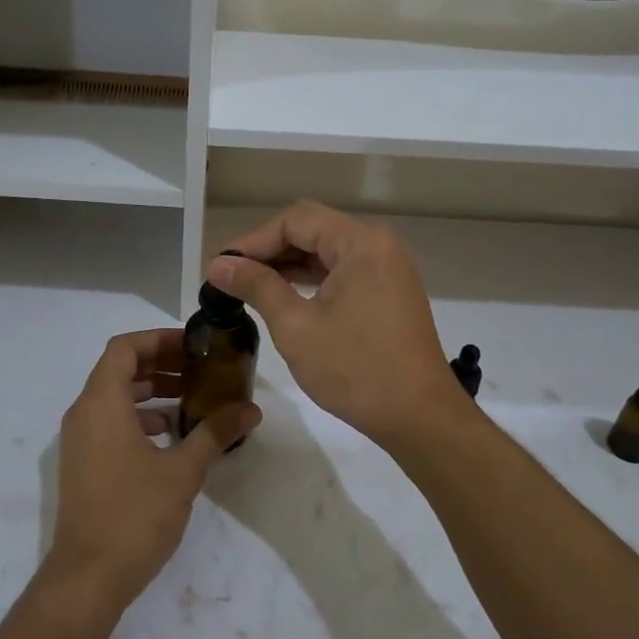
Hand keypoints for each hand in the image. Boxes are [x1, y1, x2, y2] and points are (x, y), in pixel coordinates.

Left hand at [45, 330, 260, 614]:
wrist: (88, 577)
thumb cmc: (134, 515)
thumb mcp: (183, 471)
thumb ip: (215, 433)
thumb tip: (251, 410)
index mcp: (101, 404)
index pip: (124, 348)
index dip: (158, 340)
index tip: (193, 346)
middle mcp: (83, 414)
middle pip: (119, 370)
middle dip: (161, 364)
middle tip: (201, 369)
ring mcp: (79, 440)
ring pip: (114, 397)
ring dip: (151, 391)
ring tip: (193, 398)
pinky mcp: (83, 463)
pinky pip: (110, 422)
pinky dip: (139, 417)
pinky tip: (172, 435)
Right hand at [207, 201, 465, 449]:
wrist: (420, 418)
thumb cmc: (356, 370)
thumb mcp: (296, 327)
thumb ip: (256, 287)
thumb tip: (218, 265)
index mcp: (361, 243)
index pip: (295, 221)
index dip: (253, 241)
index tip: (221, 268)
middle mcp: (379, 245)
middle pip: (312, 231)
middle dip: (269, 252)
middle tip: (229, 279)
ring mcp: (388, 269)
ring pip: (326, 253)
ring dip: (288, 267)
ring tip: (248, 289)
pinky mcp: (390, 293)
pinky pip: (342, 273)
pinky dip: (311, 282)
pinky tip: (284, 299)